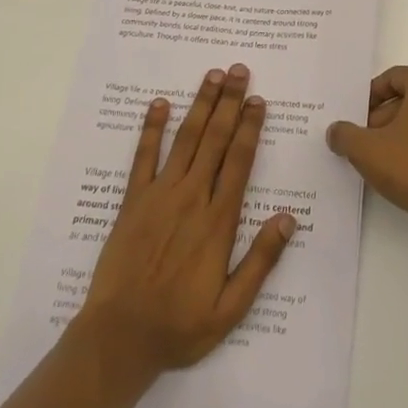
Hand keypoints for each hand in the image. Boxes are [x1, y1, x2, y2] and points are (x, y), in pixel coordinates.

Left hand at [76, 64, 297, 379]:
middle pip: (214, 139)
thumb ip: (260, 261)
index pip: (238, 161)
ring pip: (185, 139)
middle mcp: (191, 198)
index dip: (249, 127)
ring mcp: (159, 196)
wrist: (119, 338)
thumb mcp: (231, 308)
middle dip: (228, 102)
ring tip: (211, 75)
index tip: (257, 100)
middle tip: (238, 70)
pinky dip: (151, 129)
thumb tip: (288, 219)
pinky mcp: (133, 202)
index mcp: (218, 221)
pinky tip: (158, 104)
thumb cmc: (179, 325)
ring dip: (200, 105)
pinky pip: (143, 157)